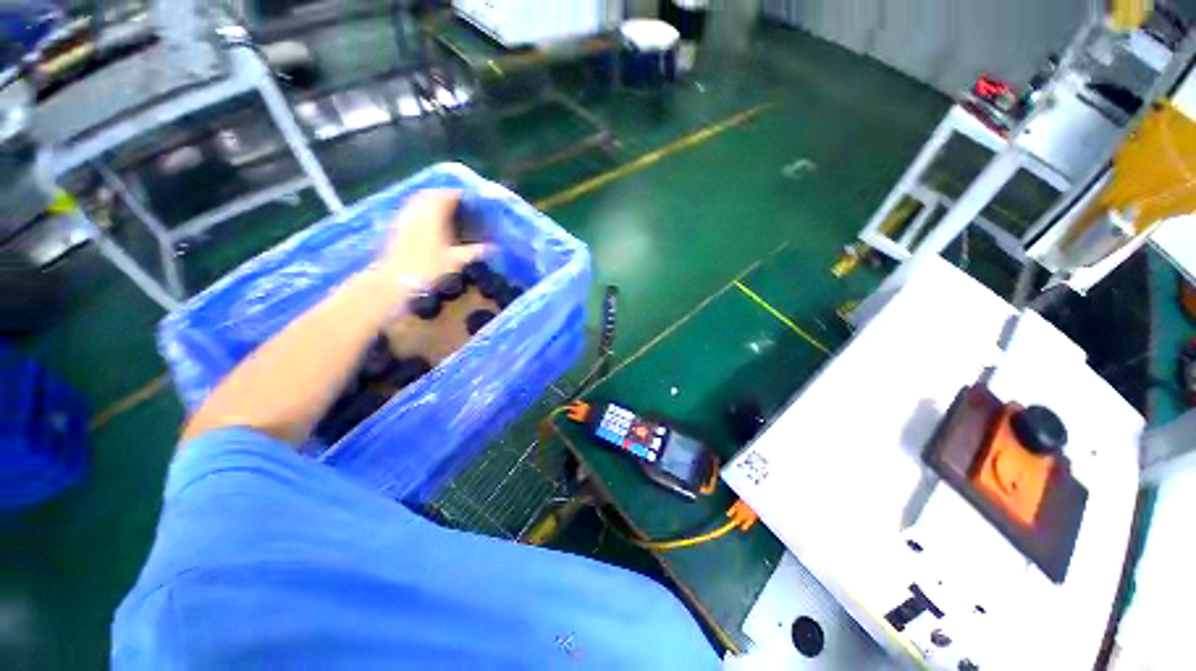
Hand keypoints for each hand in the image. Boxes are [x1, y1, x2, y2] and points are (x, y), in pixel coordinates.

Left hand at [374, 189, 485, 288]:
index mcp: (434, 216)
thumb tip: (493, 248)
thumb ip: (473, 252)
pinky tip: (427, 222)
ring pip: (418, 200)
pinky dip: (420, 210)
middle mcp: (417, 211)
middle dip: (444, 195)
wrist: (394, 280)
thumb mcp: (455, 261)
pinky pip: (410, 209)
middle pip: (431, 195)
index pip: (447, 196)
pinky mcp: (396, 227)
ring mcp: (404, 218)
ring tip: (443, 210)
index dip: (459, 196)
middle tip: (457, 203)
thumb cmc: (428, 269)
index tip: (471, 200)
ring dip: (430, 201)